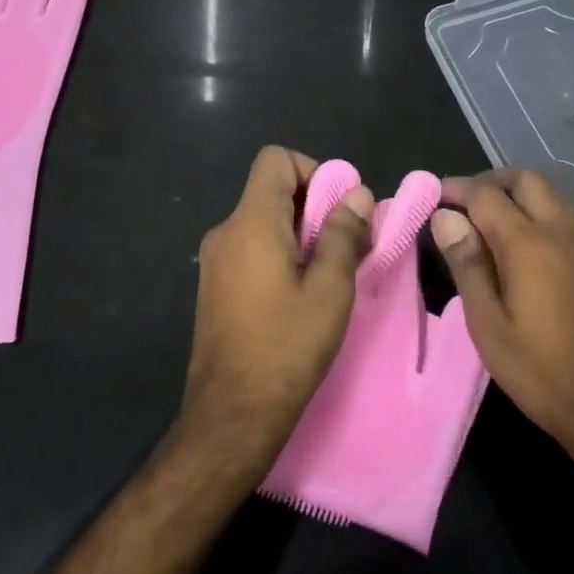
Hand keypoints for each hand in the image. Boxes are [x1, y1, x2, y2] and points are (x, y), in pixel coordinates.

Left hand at [179, 147, 373, 480]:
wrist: (232, 414)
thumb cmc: (287, 347)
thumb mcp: (330, 289)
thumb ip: (343, 234)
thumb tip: (358, 195)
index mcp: (251, 222)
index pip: (275, 159)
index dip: (313, 171)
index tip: (339, 209)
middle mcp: (226, 231)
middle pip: (271, 190)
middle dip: (314, 206)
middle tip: (347, 244)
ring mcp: (215, 261)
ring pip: (263, 222)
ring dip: (300, 234)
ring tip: (330, 273)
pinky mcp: (215, 286)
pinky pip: (251, 249)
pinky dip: (280, 254)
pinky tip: (301, 294)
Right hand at [431, 170, 573, 490]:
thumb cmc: (541, 371)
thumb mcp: (488, 323)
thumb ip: (466, 263)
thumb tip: (445, 216)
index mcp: (529, 243)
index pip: (486, 194)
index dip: (456, 189)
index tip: (432, 196)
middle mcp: (561, 232)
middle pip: (526, 181)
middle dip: (490, 182)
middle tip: (460, 205)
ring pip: (549, 197)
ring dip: (516, 197)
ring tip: (484, 227)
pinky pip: (563, 220)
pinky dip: (536, 216)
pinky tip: (519, 251)